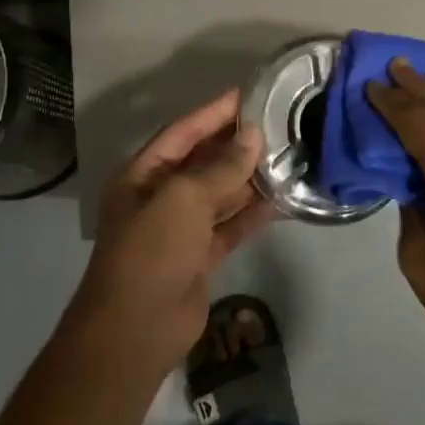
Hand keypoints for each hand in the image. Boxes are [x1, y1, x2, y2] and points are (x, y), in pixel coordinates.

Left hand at [71, 89, 274, 374]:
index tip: (249, 95)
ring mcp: (180, 229)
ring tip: (287, 158)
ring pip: (220, 195)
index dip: (214, 113)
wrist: (136, 328)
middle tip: (278, 126)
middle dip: (236, 145)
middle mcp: (160, 197)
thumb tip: (253, 137)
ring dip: (249, 179)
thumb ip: (220, 168)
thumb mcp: (183, 199)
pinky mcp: (199, 257)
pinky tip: (281, 201)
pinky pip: (229, 227)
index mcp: (143, 175)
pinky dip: (252, 215)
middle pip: (202, 161)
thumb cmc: (151, 251)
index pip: (182, 132)